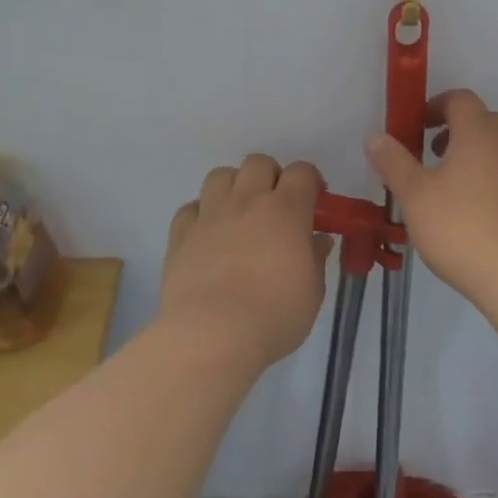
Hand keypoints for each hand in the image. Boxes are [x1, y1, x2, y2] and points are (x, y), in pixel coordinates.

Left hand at [160, 155, 333, 371]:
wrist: (212, 335)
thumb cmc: (275, 315)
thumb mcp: (312, 291)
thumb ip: (315, 258)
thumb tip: (317, 240)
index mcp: (286, 210)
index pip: (302, 172)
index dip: (311, 182)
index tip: (315, 204)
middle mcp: (247, 201)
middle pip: (258, 163)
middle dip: (271, 177)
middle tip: (276, 207)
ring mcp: (210, 215)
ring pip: (220, 175)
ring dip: (234, 188)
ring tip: (240, 216)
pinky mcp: (180, 235)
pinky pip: (190, 208)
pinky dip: (201, 215)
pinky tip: (208, 237)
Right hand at [365, 90, 497, 300]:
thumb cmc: (460, 226)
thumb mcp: (414, 195)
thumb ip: (394, 162)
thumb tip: (376, 138)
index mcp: (479, 132)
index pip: (460, 99)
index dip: (436, 106)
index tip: (417, 127)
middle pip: (484, 121)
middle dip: (456, 131)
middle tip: (432, 157)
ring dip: (475, 157)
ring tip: (450, 189)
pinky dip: (493, 182)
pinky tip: (476, 215)